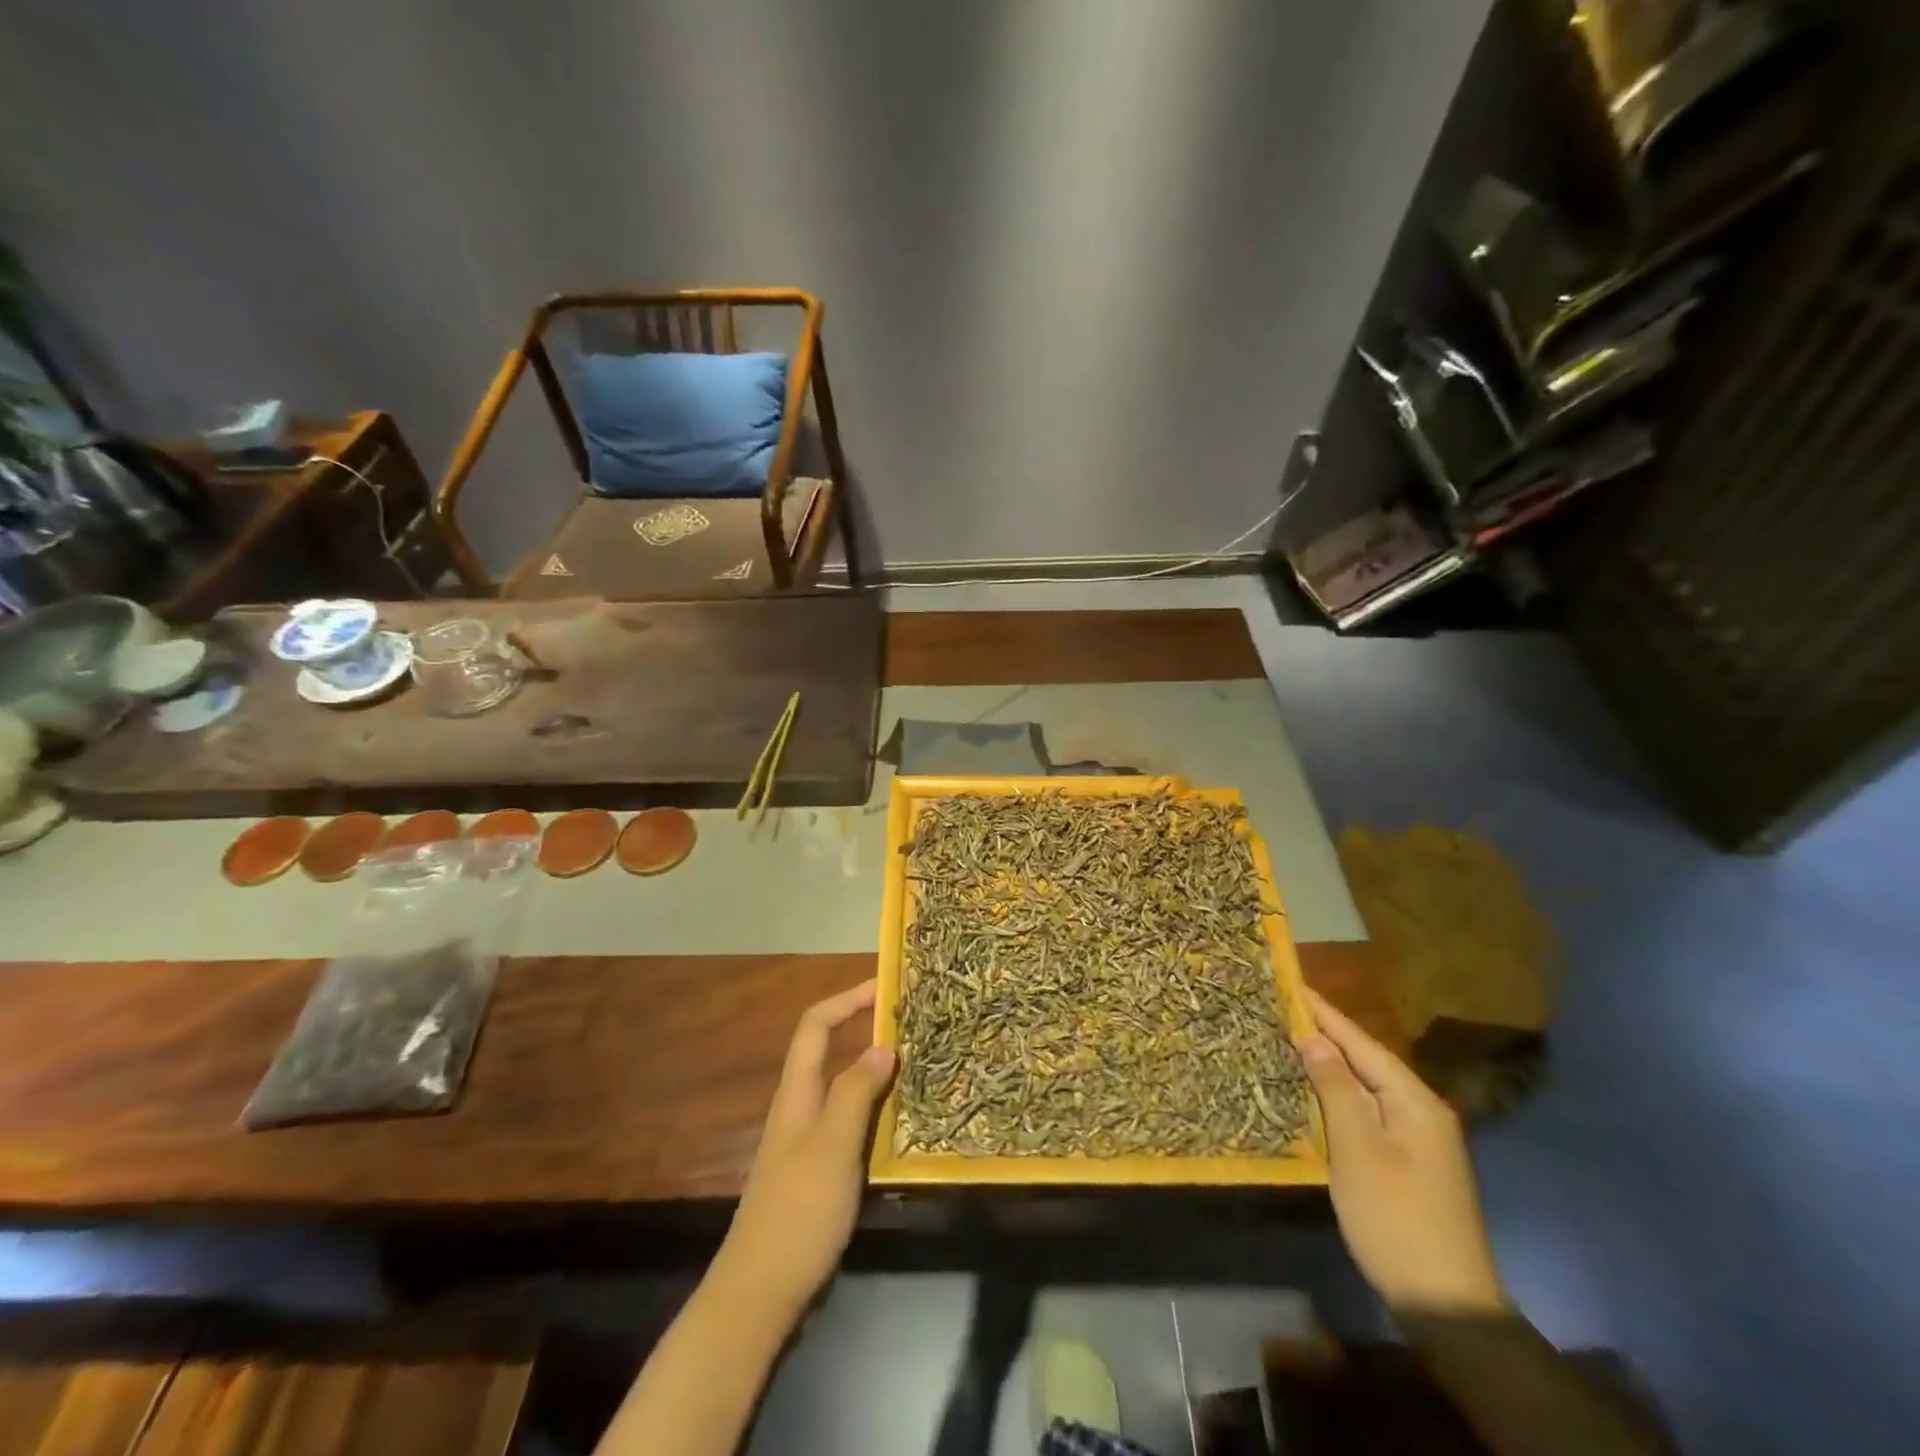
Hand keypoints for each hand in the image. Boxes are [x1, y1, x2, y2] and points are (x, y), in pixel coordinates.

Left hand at [717, 980, 895, 1319]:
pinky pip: (850, 1121)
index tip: (885, 988)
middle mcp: (800, 1107)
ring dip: (874, 1069)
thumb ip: (855, 1092)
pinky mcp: (819, 1171)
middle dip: (865, 1029)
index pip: (816, 1025)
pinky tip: (902, 1121)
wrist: (760, 1293)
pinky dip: (875, 1108)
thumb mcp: (832, 1145)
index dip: (847, 999)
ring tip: (917, 1065)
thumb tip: (883, 1045)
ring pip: (843, 1087)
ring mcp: (808, 1140)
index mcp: (797, 1092)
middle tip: (912, 1025)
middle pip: (829, 1051)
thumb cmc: (798, 1211)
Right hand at [1301, 987, 1507, 1315]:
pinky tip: (1313, 1090)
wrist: (1447, 1305)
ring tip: (1288, 1038)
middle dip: (1324, 1034)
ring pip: (1366, 1086)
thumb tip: (1313, 1039)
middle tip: (1280, 1008)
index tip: (1290, 983)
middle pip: (1365, 1060)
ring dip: (1329, 1064)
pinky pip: (1368, 1111)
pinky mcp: (1408, 1161)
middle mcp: (1421, 1110)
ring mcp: (1418, 1138)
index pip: (1360, 1042)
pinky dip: (1338, 1094)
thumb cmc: (1396, 1218)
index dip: (1323, 1013)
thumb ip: (1336, 1089)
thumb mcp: (1358, 1150)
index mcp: (1414, 1101)